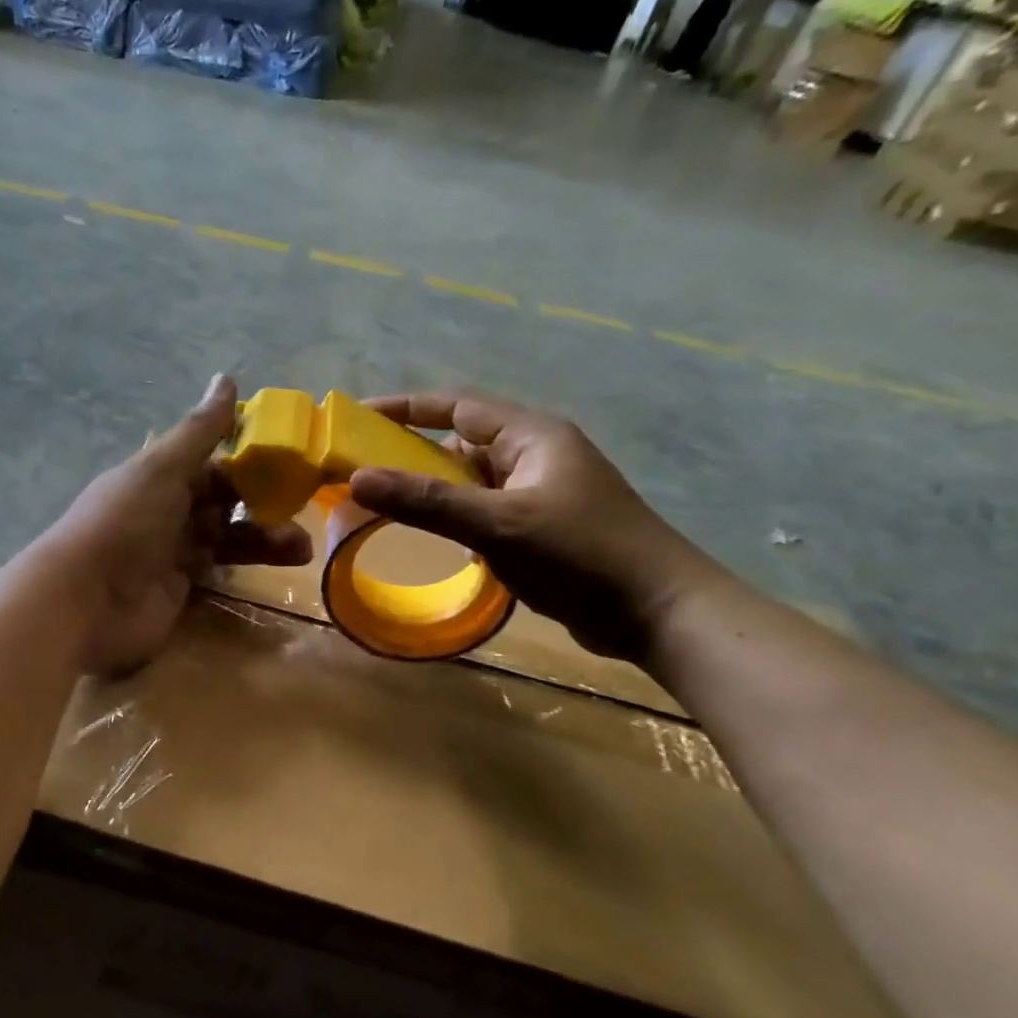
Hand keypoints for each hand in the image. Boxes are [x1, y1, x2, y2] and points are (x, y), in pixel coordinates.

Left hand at [43, 376, 311, 675]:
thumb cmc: (125, 523)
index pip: (212, 462)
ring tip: (302, 547)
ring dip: (266, 538)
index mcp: (160, 476)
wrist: (86, 601)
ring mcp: (174, 553)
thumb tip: (227, 378)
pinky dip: (251, 568)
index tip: (292, 459)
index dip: (249, 459)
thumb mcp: (162, 469)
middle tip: (305, 507)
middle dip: (264, 502)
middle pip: (225, 501)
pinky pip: (222, 571)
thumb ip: (199, 431)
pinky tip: (283, 567)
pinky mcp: (182, 590)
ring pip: (229, 537)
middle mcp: (168, 511)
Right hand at [348, 393, 725, 661]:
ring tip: (387, 508)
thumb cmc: (581, 555)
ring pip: (472, 481)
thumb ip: (426, 501)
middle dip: (413, 455)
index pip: (456, 405)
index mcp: (531, 435)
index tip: (358, 417)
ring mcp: (541, 492)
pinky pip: (486, 510)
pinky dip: (457, 518)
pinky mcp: (543, 526)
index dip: (405, 408)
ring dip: (435, 492)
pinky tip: (438, 542)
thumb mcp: (497, 525)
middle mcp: (535, 455)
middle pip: (460, 442)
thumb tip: (357, 478)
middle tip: (363, 473)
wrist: (660, 612)